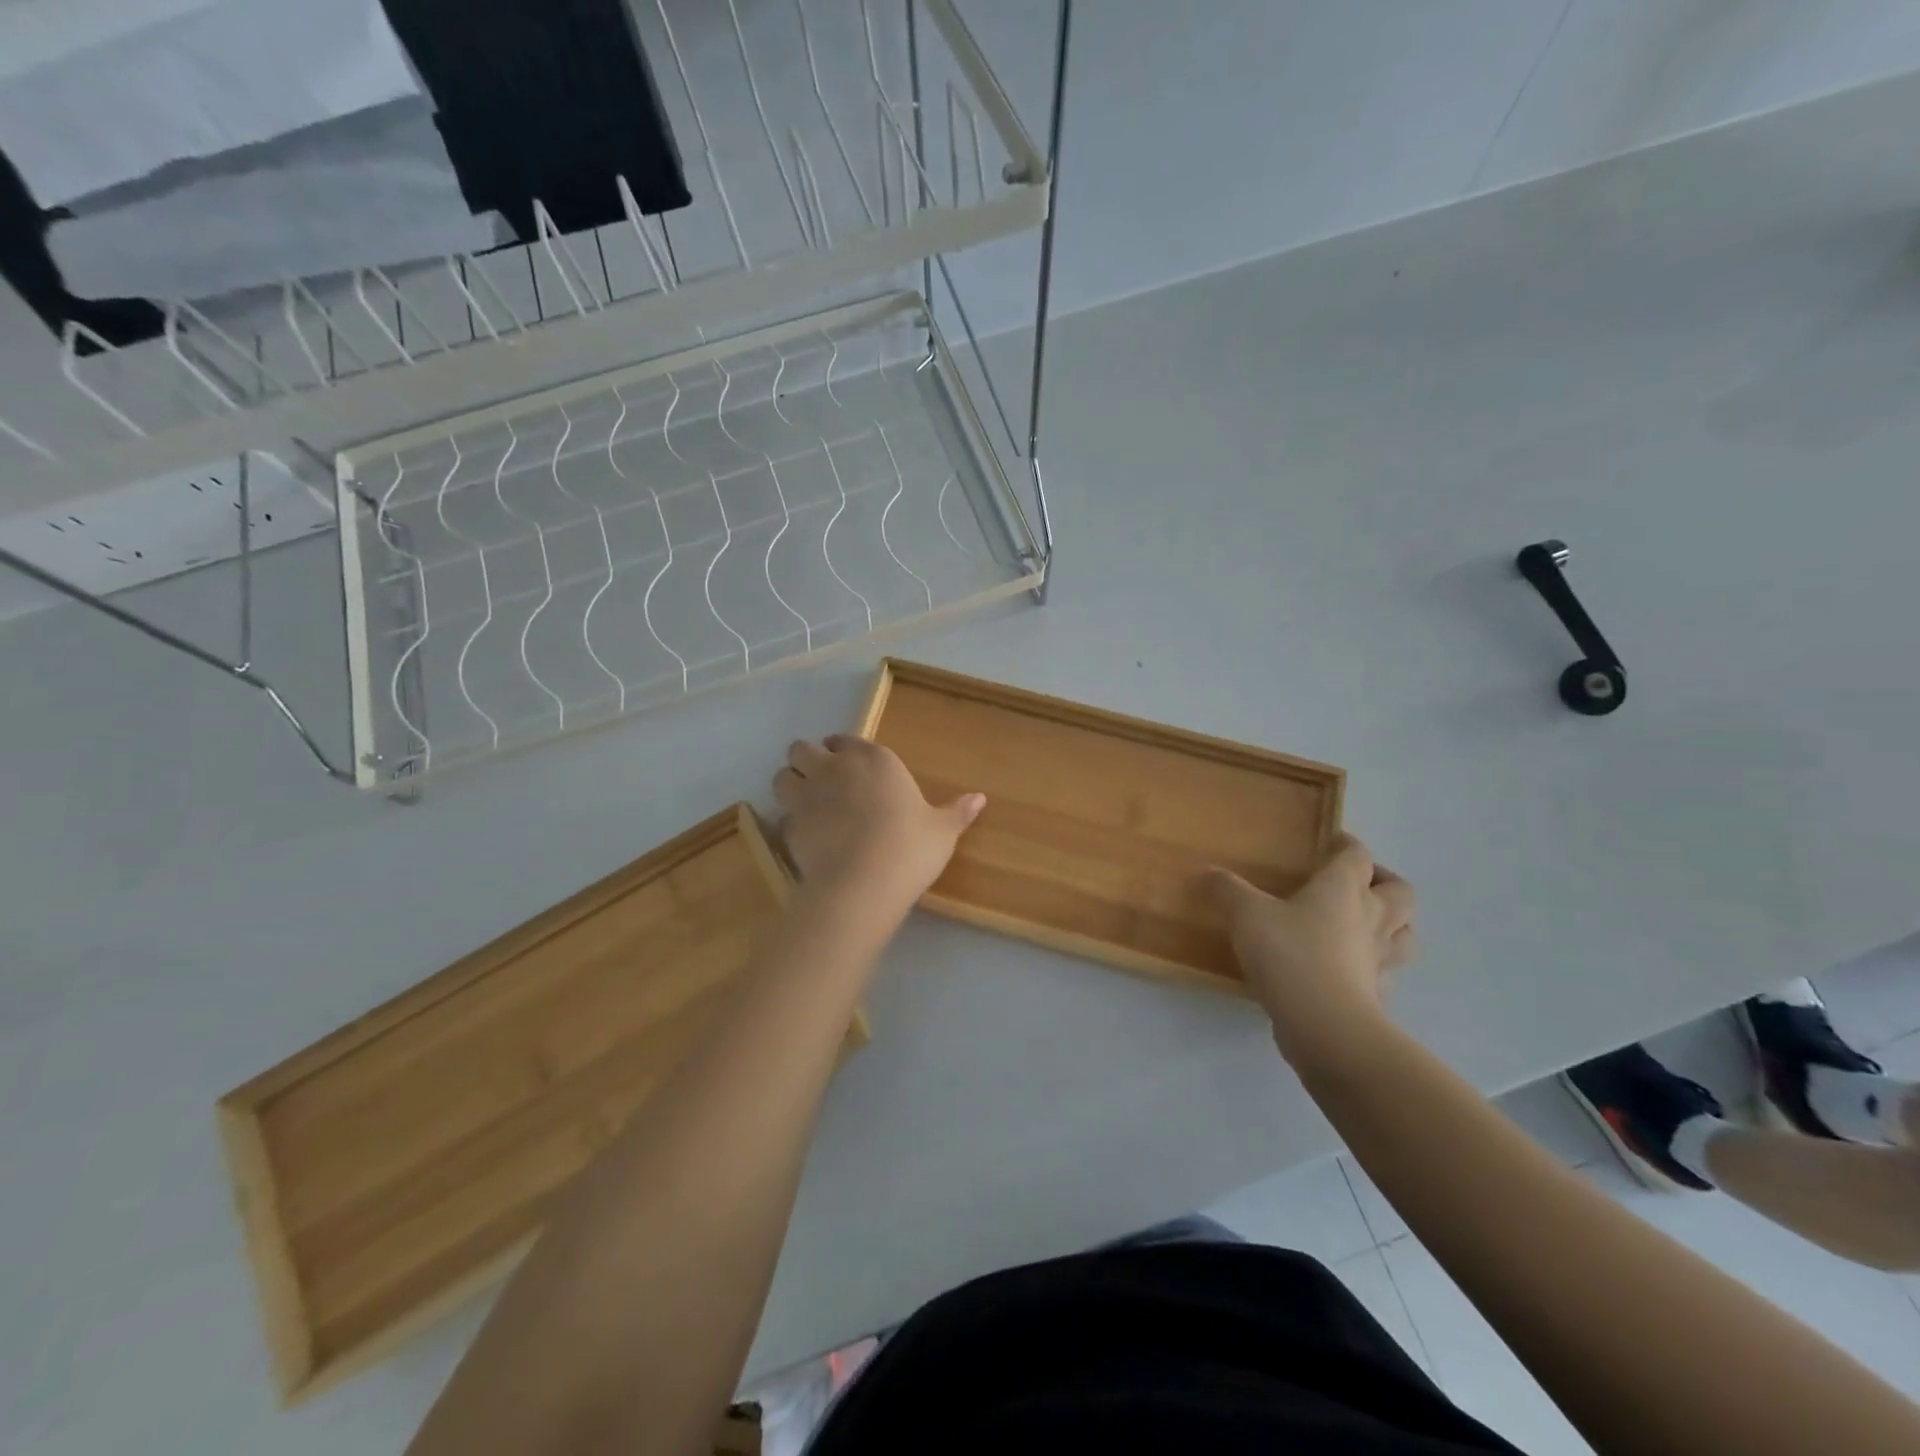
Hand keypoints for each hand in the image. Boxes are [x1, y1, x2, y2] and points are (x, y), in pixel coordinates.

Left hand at [773, 735, 985, 916]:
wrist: (864, 883)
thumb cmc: (909, 847)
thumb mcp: (942, 831)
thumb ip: (957, 812)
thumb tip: (980, 798)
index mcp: (873, 759)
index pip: (846, 740)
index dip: (844, 751)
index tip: (851, 765)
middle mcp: (834, 768)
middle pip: (802, 748)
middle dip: (808, 759)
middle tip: (823, 780)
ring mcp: (807, 796)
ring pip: (782, 775)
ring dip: (791, 784)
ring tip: (807, 803)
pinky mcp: (790, 827)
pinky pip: (782, 815)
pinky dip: (790, 821)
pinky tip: (806, 837)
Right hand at [1205, 834, 1415, 1070]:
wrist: (1325, 1026)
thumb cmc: (1289, 955)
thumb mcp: (1246, 915)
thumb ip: (1227, 890)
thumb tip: (1208, 873)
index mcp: (1343, 889)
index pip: (1358, 855)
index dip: (1347, 844)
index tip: (1332, 841)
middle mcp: (1370, 918)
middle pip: (1400, 891)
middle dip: (1384, 881)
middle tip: (1358, 882)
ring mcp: (1378, 959)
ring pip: (1405, 934)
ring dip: (1394, 924)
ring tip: (1366, 923)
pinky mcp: (1376, 994)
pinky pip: (1386, 972)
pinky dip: (1376, 966)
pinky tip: (1352, 969)